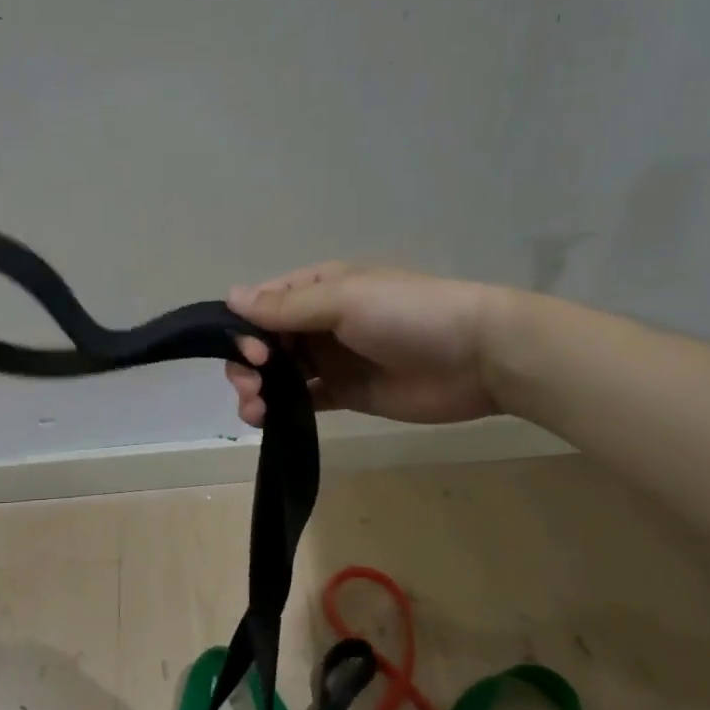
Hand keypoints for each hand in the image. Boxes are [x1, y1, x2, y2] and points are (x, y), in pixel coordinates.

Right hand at [223, 262, 505, 426]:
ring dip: (258, 389)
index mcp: (317, 289)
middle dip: (248, 364)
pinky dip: (282, 408)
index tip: (251, 354)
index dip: (245, 329)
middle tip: (253, 387)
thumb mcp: (343, 300)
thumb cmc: (408, 315)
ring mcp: (333, 359)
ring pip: (279, 373)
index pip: (263, 305)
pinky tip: (269, 420)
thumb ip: (286, 306)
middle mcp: (319, 321)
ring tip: (255, 412)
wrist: (479, 357)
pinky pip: (304, 399)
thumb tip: (230, 297)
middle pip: (265, 342)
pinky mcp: (347, 393)